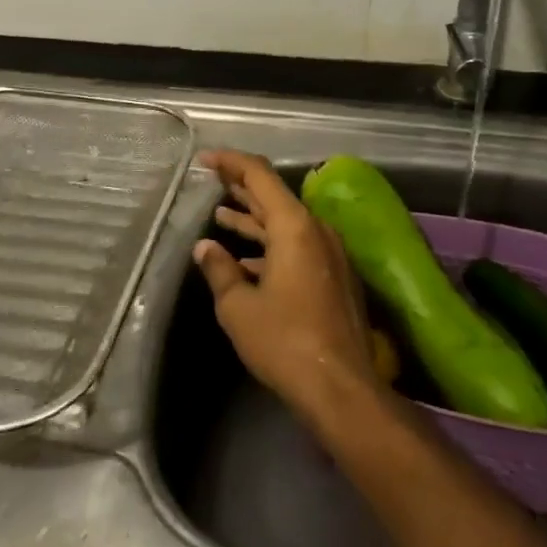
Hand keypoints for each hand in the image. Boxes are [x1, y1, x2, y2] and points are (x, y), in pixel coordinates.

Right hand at [194, 150, 378, 419]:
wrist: (341, 388)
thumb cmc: (284, 341)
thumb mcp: (238, 307)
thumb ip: (220, 270)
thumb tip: (205, 248)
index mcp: (295, 226)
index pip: (260, 176)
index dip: (231, 163)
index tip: (205, 159)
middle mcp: (316, 231)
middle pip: (275, 197)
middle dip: (242, 187)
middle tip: (213, 178)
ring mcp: (329, 254)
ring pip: (285, 224)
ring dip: (254, 219)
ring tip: (222, 214)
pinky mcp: (333, 278)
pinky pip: (297, 248)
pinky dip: (270, 247)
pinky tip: (246, 259)